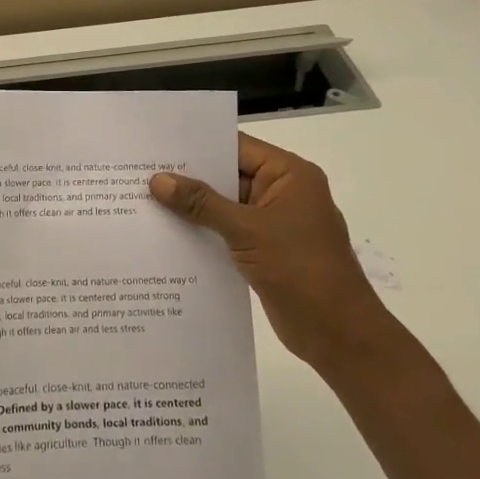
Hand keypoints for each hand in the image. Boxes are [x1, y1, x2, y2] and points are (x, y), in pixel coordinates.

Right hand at [151, 133, 388, 370]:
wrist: (338, 335)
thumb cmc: (300, 269)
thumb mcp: (247, 230)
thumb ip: (201, 203)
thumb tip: (158, 180)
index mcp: (289, 175)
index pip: (236, 147)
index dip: (197, 145)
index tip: (157, 143)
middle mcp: (281, 192)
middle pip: (228, 174)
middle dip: (188, 176)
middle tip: (141, 170)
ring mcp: (273, 222)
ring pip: (224, 205)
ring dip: (192, 206)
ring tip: (144, 198)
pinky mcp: (264, 249)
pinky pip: (227, 230)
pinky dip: (202, 230)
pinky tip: (167, 232)